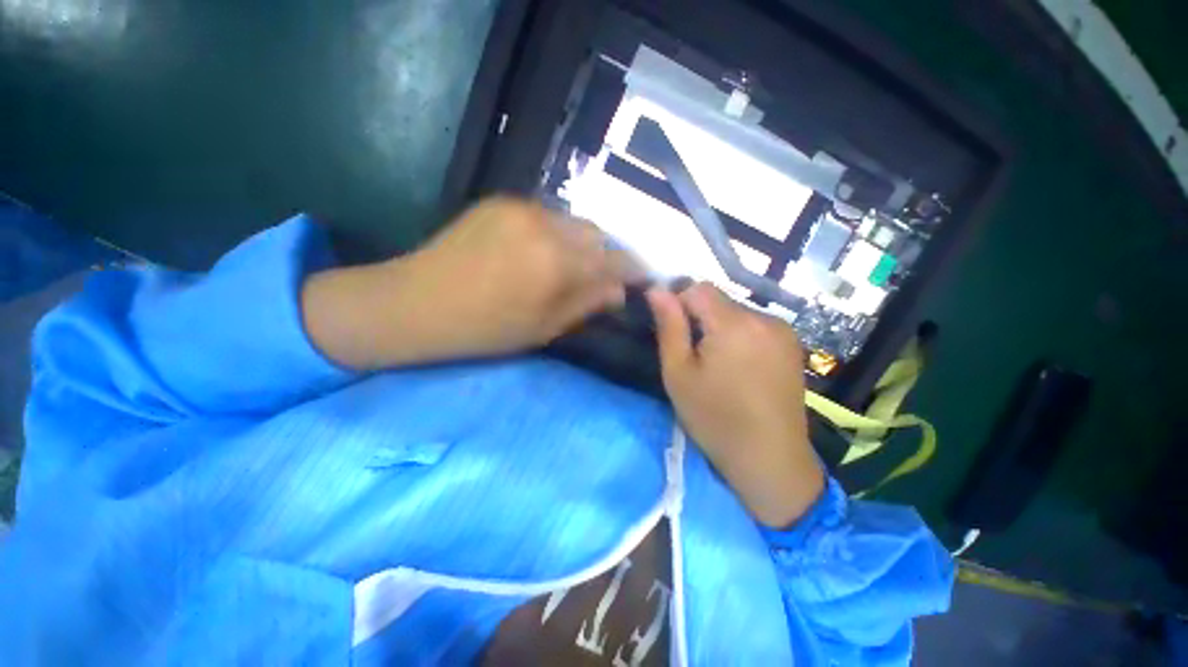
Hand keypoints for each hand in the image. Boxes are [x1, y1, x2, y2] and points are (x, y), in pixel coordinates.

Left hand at [303, 197, 638, 368]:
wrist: (418, 302)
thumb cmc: (485, 328)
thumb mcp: (544, 327)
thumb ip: (588, 303)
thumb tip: (619, 290)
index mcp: (557, 263)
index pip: (614, 260)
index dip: (632, 270)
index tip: (640, 279)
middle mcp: (546, 225)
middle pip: (596, 234)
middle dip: (603, 256)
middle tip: (594, 278)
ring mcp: (521, 207)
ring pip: (571, 222)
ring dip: (577, 244)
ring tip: (562, 267)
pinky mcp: (501, 201)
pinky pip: (545, 215)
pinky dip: (552, 234)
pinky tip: (535, 253)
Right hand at [646, 283, 823, 527]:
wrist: (770, 460)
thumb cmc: (715, 418)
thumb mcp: (679, 373)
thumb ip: (669, 326)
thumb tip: (656, 290)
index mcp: (734, 324)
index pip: (698, 288)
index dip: (679, 303)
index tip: (673, 332)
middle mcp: (764, 318)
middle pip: (719, 300)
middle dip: (700, 318)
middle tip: (694, 356)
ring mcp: (783, 331)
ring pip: (736, 312)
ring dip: (720, 327)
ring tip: (717, 365)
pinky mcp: (792, 345)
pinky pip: (755, 325)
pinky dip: (740, 336)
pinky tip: (740, 367)